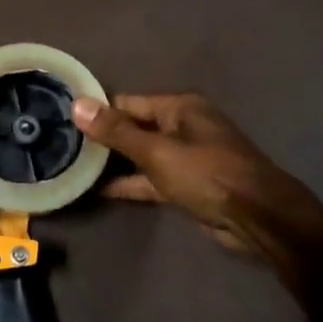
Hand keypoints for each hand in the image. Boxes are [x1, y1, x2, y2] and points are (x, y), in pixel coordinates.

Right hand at [73, 92, 322, 313]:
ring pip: (141, 155)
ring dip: (115, 162)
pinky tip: (100, 190)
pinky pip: (151, 179)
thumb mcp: (157, 152)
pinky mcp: (187, 185)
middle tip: (63, 145)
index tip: (63, 119)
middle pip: (134, 127)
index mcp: (179, 108)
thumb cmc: (208, 174)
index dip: (97, 111)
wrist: (259, 219)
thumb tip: (77, 104)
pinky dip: (130, 183)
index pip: (127, 103)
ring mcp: (186, 157)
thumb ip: (116, 131)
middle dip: (104, 137)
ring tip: (74, 167)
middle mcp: (182, 126)